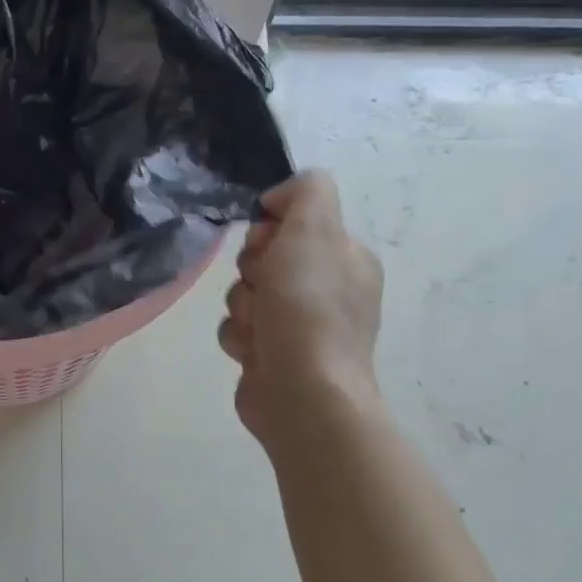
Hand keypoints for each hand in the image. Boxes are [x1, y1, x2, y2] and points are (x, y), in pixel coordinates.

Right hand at [218, 171, 385, 446]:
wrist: (302, 390)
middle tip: (265, 289)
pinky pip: (237, 329)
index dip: (270, 231)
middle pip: (262, 258)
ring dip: (242, 308)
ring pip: (244, 294)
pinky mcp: (271, 355)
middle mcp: (325, 289)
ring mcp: (298, 326)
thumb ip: (306, 191)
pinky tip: (254, 352)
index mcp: (344, 257)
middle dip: (252, 272)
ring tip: (259, 329)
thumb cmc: (309, 307)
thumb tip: (279, 200)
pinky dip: (239, 337)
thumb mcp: (315, 228)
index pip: (292, 222)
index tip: (269, 246)